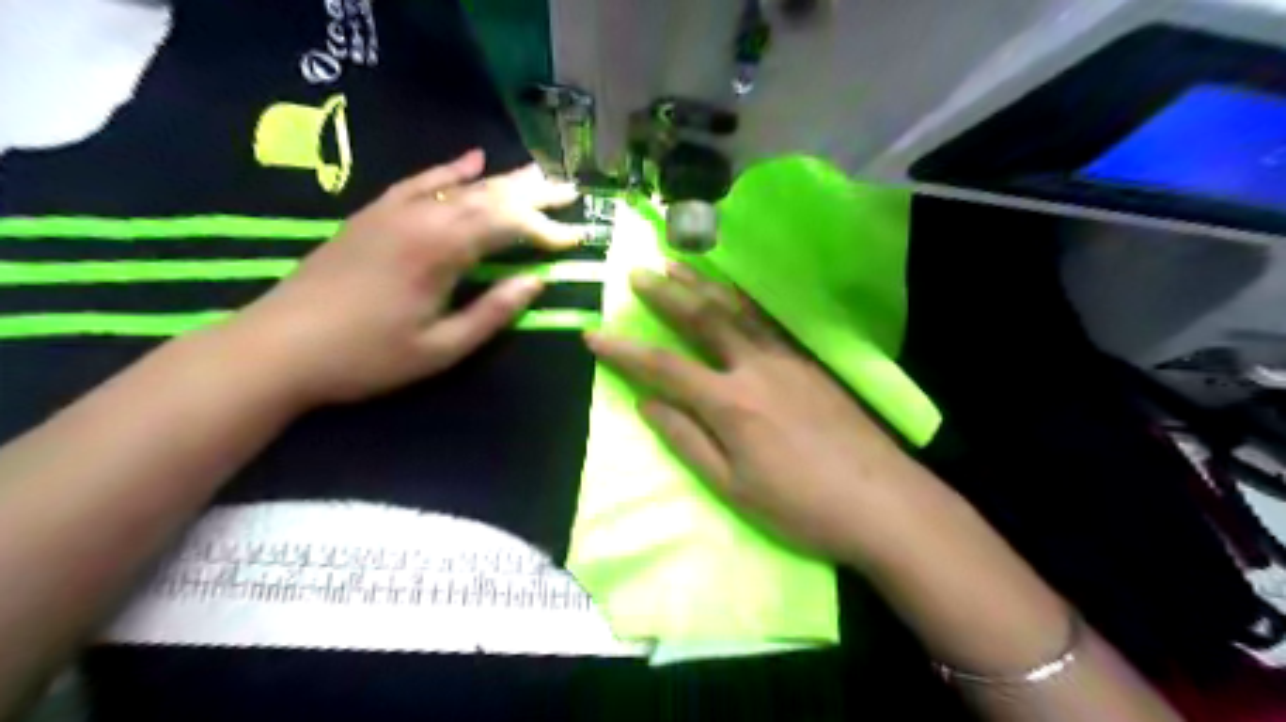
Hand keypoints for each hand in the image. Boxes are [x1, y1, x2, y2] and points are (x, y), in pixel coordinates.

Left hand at [225, 150, 578, 407]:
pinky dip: (450, 170)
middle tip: (570, 190)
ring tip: (537, 173)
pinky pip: (420, 182)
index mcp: (441, 251)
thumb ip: (492, 313)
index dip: (546, 231)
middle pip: (489, 197)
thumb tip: (537, 282)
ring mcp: (394, 211)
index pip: (508, 227)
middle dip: (534, 195)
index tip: (576, 237)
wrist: (278, 347)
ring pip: (460, 186)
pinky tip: (472, 160)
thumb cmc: (366, 357)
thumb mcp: (441, 348)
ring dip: (502, 180)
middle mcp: (421, 218)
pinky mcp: (374, 214)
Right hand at [585, 266, 946, 563]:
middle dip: (665, 295)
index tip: (593, 335)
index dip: (624, 351)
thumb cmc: (800, 506)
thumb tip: (647, 404)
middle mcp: (754, 367)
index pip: (663, 367)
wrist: (882, 501)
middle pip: (702, 320)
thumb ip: (687, 440)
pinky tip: (736, 290)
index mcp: (729, 402)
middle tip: (638, 273)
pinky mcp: (812, 361)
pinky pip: (769, 319)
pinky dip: (745, 298)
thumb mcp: (732, 487)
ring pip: (737, 310)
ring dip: (703, 285)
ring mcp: (787, 358)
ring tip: (677, 264)